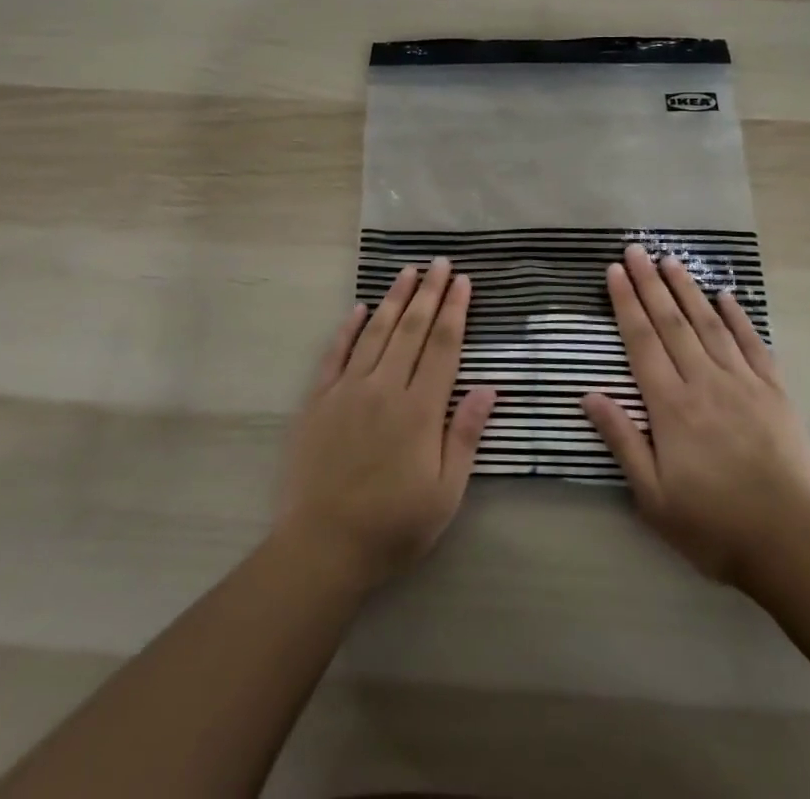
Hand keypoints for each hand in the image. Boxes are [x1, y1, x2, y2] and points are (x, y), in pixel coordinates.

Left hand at [275, 258, 497, 588]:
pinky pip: (336, 353)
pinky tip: (360, 308)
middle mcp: (385, 387)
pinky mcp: (319, 400)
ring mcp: (348, 390)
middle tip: (440, 262)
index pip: (442, 346)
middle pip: (411, 329)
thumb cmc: (393, 526)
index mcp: (420, 409)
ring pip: (376, 332)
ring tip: (408, 271)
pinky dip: (349, 327)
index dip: (454, 310)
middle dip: (428, 292)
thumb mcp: (445, 493)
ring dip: (394, 299)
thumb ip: (465, 435)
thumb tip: (490, 388)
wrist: (322, 546)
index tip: (462, 281)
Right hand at [582, 245, 809, 585]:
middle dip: (650, 283)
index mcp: (671, 406)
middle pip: (671, 322)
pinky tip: (725, 296)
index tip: (614, 271)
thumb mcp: (653, 497)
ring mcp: (743, 383)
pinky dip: (738, 317)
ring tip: (670, 260)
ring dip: (687, 289)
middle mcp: (704, 382)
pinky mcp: (775, 393)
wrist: (792, 546)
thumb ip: (622, 440)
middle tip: (635, 250)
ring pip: (709, 324)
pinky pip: (753, 344)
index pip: (641, 342)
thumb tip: (589, 394)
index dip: (626, 303)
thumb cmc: (713, 525)